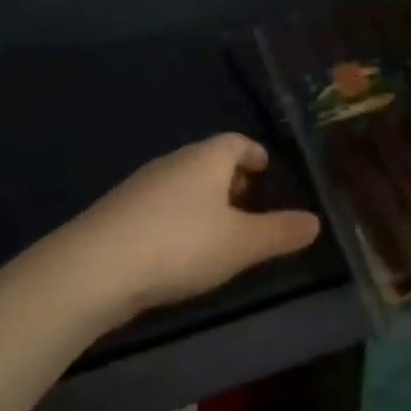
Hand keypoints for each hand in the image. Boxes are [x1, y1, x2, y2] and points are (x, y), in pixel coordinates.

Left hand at [68, 134, 322, 317]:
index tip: (265, 167)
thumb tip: (315, 221)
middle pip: (207, 160)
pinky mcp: (118, 213)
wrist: (95, 268)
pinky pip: (160, 205)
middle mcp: (172, 163)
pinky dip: (178, 216)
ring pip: (182, 183)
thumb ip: (280, 232)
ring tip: (219, 228)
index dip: (253, 153)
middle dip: (230, 177)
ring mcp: (140, 186)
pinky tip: (180, 247)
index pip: (235, 142)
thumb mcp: (242, 244)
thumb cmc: (181, 245)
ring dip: (203, 199)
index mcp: (205, 159)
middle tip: (249, 200)